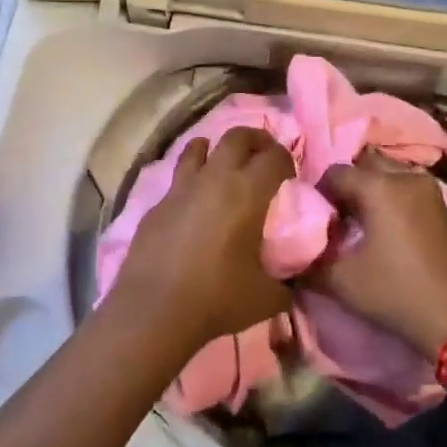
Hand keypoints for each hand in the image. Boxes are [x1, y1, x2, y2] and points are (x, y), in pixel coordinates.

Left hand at [114, 127, 296, 354]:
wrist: (154, 310)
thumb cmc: (217, 298)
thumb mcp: (267, 297)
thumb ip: (286, 284)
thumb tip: (292, 284)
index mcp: (248, 192)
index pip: (275, 156)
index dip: (286, 159)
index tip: (289, 175)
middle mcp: (214, 178)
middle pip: (237, 136)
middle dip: (255, 139)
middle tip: (263, 155)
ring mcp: (181, 188)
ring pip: (198, 146)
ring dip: (215, 148)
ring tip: (223, 165)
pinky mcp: (157, 204)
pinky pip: (177, 178)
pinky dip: (190, 179)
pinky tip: (193, 202)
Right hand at [310, 153, 446, 357]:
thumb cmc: (399, 292)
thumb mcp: (344, 282)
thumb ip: (311, 264)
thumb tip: (290, 257)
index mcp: (380, 187)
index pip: (335, 173)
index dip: (319, 193)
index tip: (315, 218)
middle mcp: (406, 177)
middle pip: (366, 165)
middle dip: (348, 185)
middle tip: (337, 215)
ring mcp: (431, 191)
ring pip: (390, 176)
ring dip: (372, 191)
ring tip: (361, 223)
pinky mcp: (445, 207)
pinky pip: (409, 190)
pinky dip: (393, 200)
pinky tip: (387, 230)